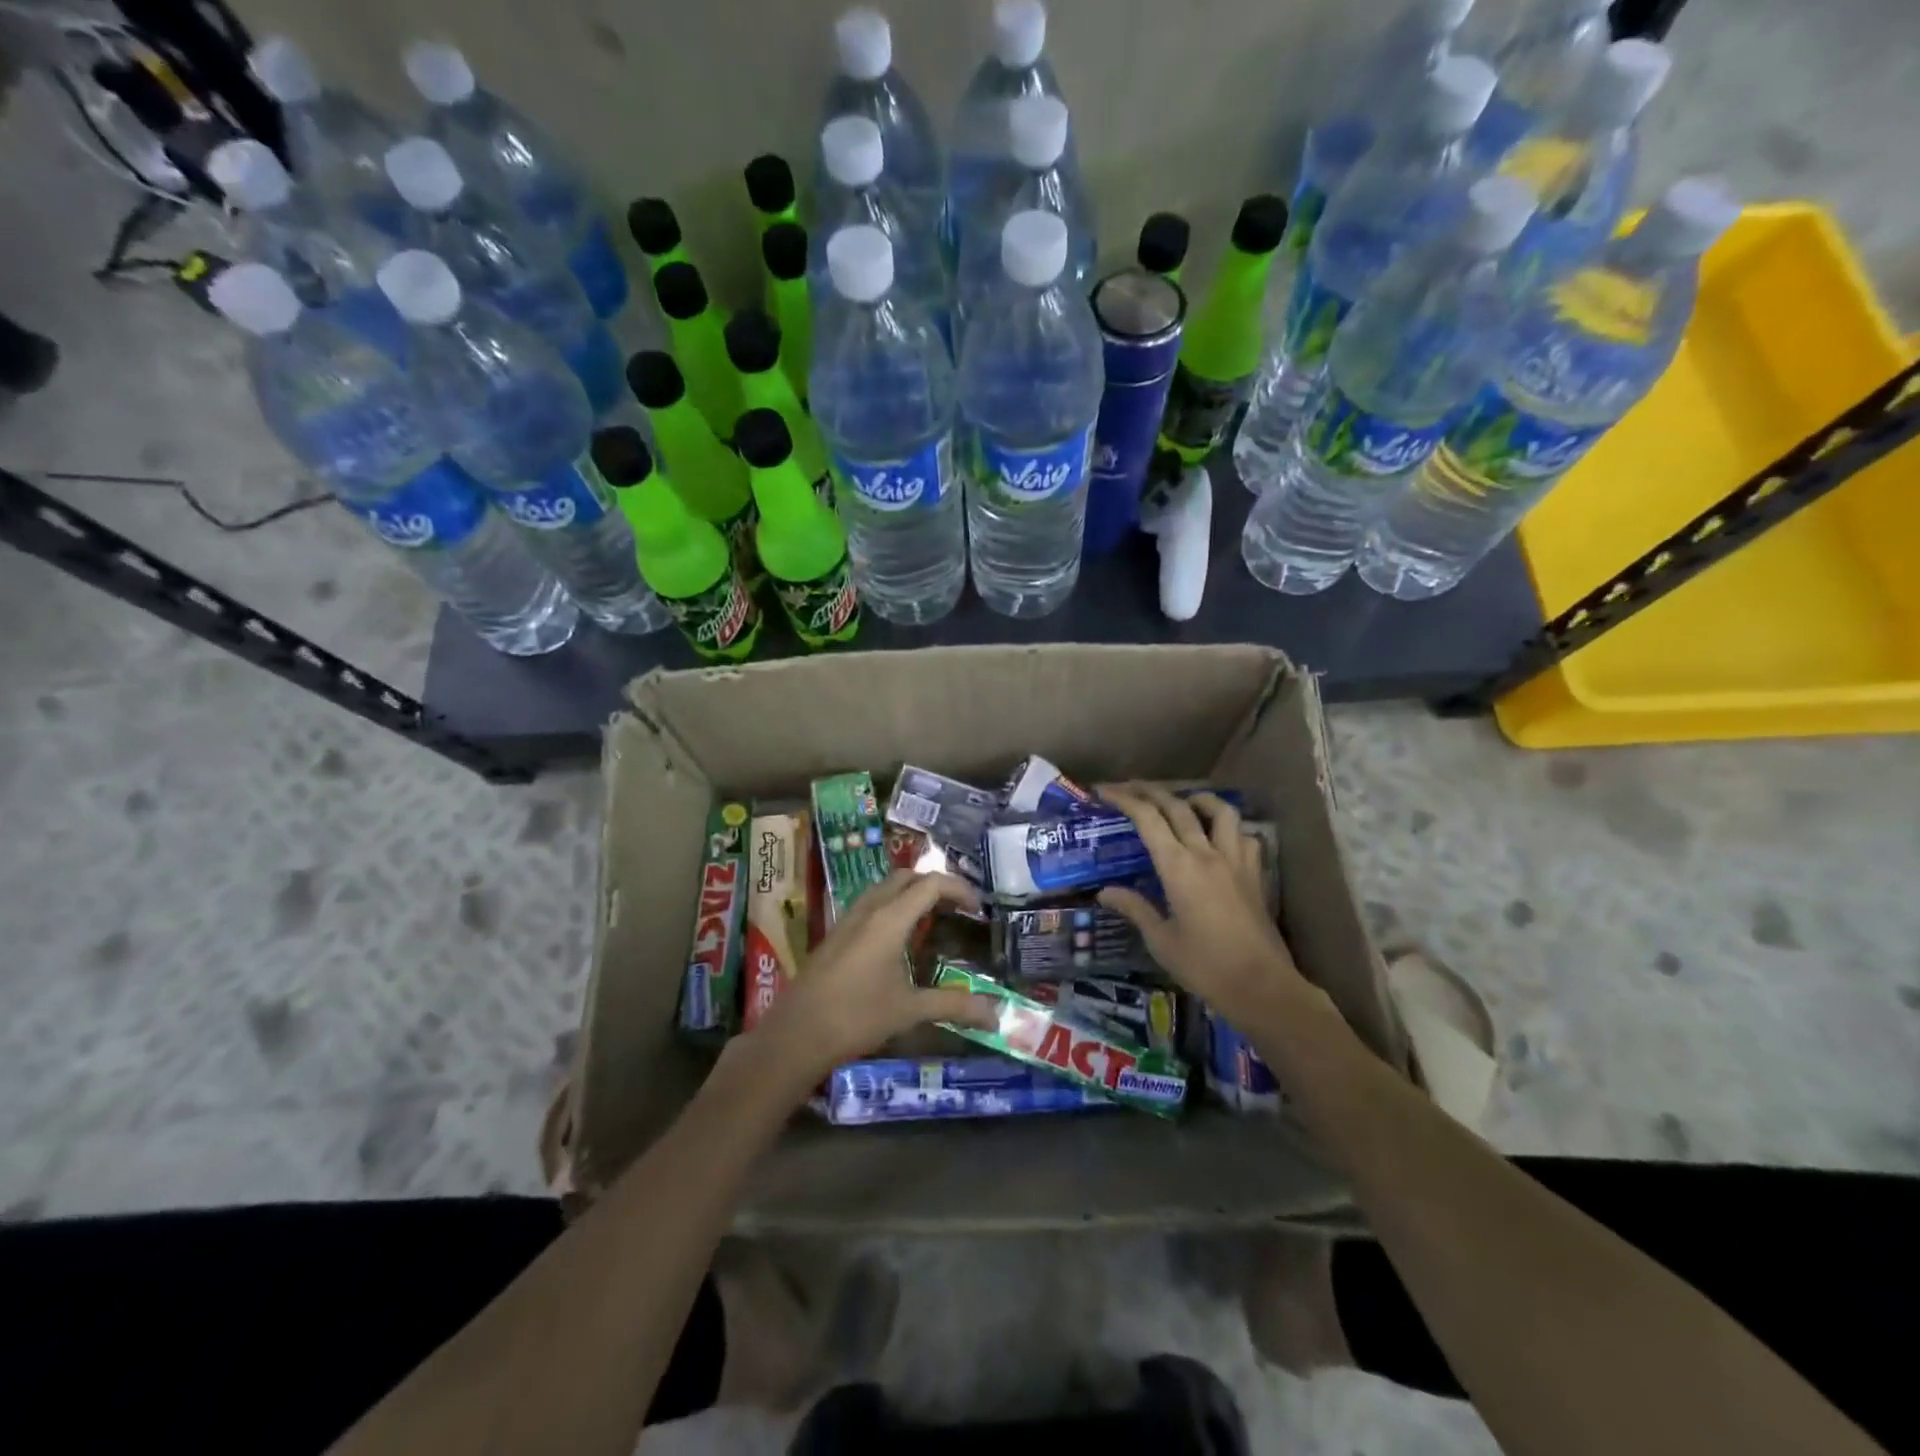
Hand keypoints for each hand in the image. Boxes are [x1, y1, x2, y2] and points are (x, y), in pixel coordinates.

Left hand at [743, 870, 997, 1090]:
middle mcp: (869, 910)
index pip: (931, 884)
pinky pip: (870, 903)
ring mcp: (848, 919)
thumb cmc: (856, 1017)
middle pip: (907, 877)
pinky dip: (892, 905)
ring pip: (885, 888)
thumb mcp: (909, 1011)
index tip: (978, 908)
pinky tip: (899, 938)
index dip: (959, 889)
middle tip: (957, 908)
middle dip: (935, 885)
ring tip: (932, 917)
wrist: (796, 1033)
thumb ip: (953, 1006)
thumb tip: (995, 1015)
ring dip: (911, 892)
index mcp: (890, 919)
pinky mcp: (836, 933)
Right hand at [1096, 784, 1316, 1028]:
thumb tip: (1104, 892)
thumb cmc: (1204, 966)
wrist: (1262, 987)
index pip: (1147, 819)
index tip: (1104, 792)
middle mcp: (1207, 854)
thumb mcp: (1160, 940)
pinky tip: (1221, 837)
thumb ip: (1134, 908)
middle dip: (1150, 791)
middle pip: (1178, 807)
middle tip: (1130, 787)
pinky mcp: (1255, 874)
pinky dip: (1229, 828)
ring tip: (1183, 802)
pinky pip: (1244, 836)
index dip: (1124, 799)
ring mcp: (1236, 861)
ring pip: (1220, 812)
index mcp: (1178, 867)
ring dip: (1197, 800)